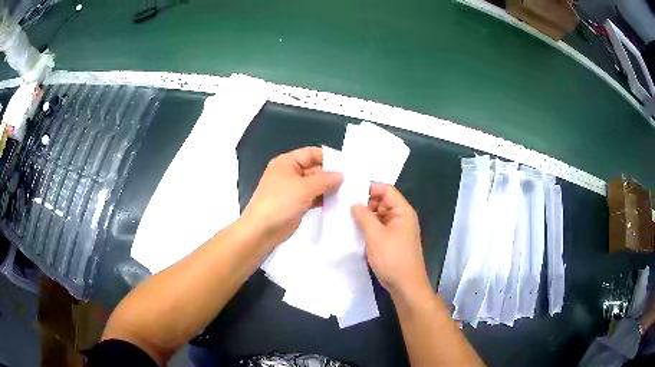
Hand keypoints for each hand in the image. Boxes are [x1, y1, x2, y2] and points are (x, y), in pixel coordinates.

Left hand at [241, 147, 342, 247]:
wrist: (261, 231)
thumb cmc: (280, 203)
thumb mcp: (304, 188)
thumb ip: (325, 179)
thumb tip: (341, 175)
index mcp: (287, 162)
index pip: (311, 153)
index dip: (329, 158)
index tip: (348, 166)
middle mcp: (289, 173)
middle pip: (314, 169)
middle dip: (331, 175)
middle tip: (352, 181)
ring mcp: (293, 190)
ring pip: (315, 184)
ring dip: (329, 188)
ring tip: (349, 192)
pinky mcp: (296, 204)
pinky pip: (313, 197)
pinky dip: (323, 199)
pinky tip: (338, 203)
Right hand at [351, 183, 429, 300]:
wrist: (405, 285)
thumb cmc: (393, 258)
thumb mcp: (375, 235)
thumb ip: (364, 216)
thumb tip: (354, 203)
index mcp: (402, 211)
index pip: (386, 190)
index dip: (369, 188)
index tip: (349, 192)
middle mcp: (401, 217)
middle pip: (382, 201)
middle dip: (365, 203)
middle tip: (344, 206)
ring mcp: (397, 230)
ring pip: (379, 215)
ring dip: (365, 217)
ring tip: (346, 218)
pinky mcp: (392, 241)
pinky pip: (379, 228)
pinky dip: (369, 228)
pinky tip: (354, 231)